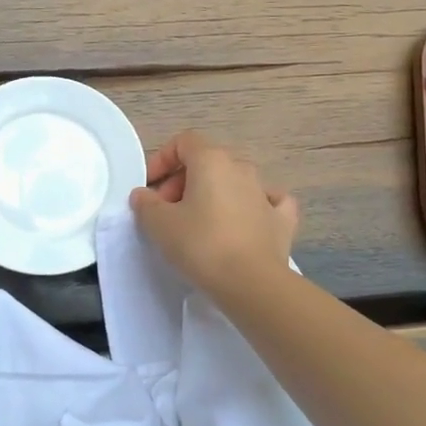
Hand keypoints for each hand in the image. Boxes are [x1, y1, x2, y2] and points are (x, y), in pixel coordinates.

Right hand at [129, 130, 298, 300]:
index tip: (149, 187)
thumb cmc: (201, 245)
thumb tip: (143, 195)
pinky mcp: (282, 219)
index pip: (183, 142)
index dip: (162, 160)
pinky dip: (252, 206)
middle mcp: (241, 168)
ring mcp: (266, 192)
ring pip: (234, 181)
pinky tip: (245, 220)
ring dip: (213, 194)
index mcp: (212, 160)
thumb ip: (146, 204)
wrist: (252, 283)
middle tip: (166, 212)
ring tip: (198, 223)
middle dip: (182, 182)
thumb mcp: (159, 224)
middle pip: (207, 162)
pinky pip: (267, 201)